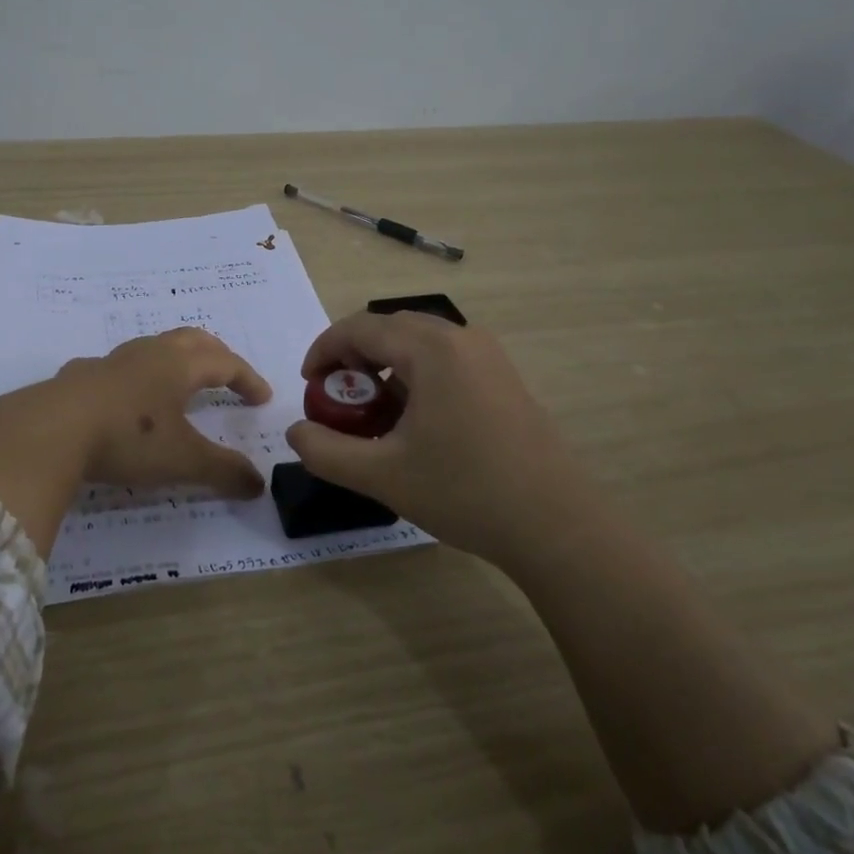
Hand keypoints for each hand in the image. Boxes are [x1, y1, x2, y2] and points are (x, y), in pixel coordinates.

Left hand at [0, 328, 271, 556]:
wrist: (48, 430)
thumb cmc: (127, 439)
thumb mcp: (182, 460)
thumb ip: (223, 471)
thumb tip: (258, 485)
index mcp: (178, 366)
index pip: (225, 363)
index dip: (248, 378)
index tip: (263, 398)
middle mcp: (148, 354)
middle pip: (192, 340)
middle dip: (216, 355)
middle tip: (229, 374)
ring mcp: (111, 361)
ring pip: (153, 347)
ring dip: (175, 359)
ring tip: (179, 383)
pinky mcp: (80, 376)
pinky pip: (118, 366)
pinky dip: (135, 376)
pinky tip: (125, 397)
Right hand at [283, 312, 600, 567]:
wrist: (556, 525)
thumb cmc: (465, 492)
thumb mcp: (382, 475)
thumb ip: (325, 451)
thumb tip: (296, 432)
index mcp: (432, 349)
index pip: (361, 327)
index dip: (324, 350)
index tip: (308, 385)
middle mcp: (462, 338)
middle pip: (390, 328)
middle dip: (353, 357)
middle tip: (336, 398)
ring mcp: (489, 356)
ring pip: (419, 344)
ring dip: (385, 367)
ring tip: (371, 413)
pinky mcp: (504, 378)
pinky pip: (445, 360)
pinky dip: (415, 376)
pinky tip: (413, 422)